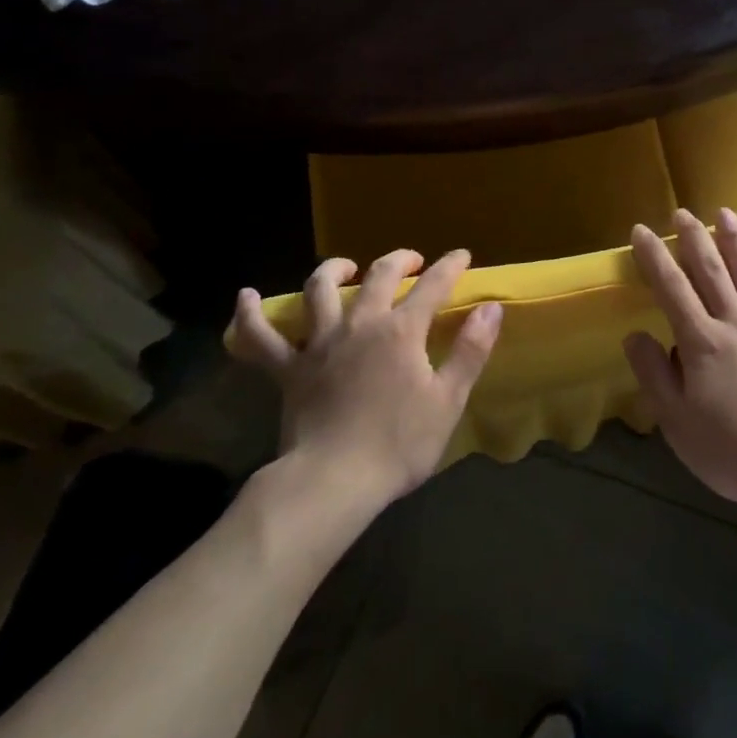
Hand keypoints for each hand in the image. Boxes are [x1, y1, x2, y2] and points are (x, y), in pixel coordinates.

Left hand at [228, 249, 502, 509]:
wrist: (333, 482)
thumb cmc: (398, 444)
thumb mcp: (448, 400)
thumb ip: (471, 350)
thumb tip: (490, 307)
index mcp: (401, 331)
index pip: (433, 286)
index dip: (450, 267)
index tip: (462, 256)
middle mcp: (360, 324)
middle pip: (378, 276)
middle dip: (398, 260)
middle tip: (412, 260)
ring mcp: (319, 343)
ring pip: (320, 291)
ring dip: (333, 270)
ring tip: (344, 266)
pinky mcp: (288, 369)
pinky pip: (261, 338)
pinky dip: (250, 316)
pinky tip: (246, 297)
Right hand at [624, 209, 736, 514]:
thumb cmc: (732, 451)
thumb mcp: (678, 423)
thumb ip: (655, 375)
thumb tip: (634, 334)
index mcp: (701, 344)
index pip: (671, 290)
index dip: (654, 258)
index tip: (641, 231)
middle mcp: (735, 324)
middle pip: (711, 273)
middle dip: (694, 240)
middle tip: (682, 213)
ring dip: (735, 242)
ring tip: (725, 213)